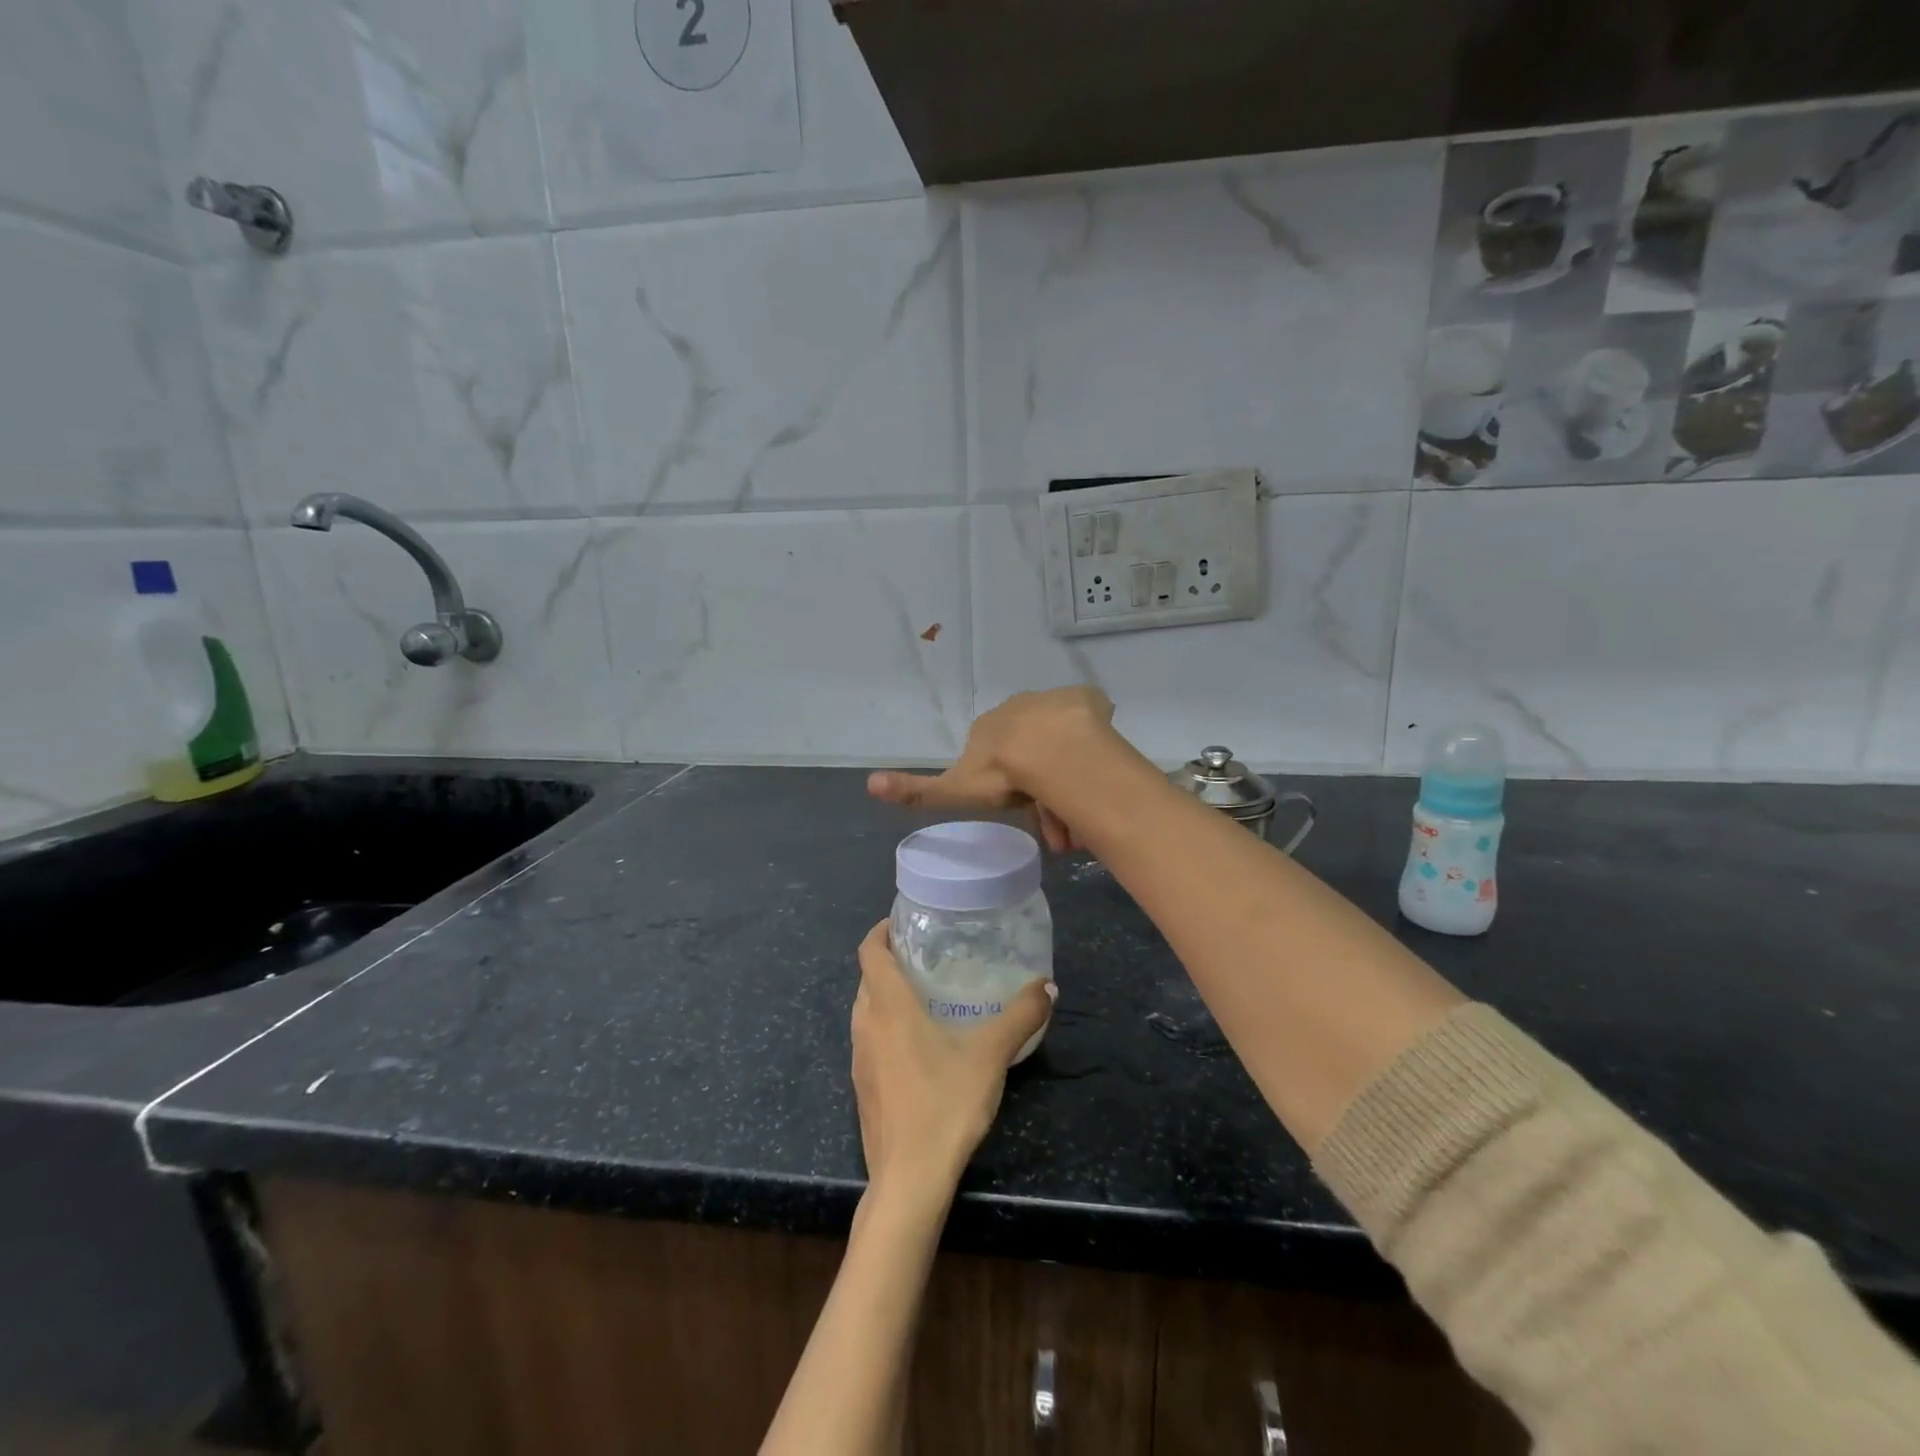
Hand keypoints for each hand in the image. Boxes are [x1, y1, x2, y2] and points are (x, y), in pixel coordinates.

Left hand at [850, 920, 1053, 1197]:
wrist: (908, 1180)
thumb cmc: (945, 1104)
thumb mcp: (990, 1055)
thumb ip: (1020, 1016)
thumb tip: (1047, 985)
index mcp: (888, 1006)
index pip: (869, 951)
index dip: (881, 930)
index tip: (903, 921)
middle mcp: (865, 1025)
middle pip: (867, 978)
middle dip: (889, 961)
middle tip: (926, 955)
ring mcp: (859, 1058)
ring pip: (866, 1010)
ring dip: (886, 995)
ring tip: (924, 994)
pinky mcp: (862, 1087)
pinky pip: (869, 1039)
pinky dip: (886, 1026)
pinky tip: (919, 1044)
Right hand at [867, 686, 1114, 851]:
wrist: (1051, 750)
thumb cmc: (1002, 773)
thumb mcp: (955, 790)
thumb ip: (916, 791)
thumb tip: (869, 783)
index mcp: (989, 728)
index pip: (998, 761)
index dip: (1012, 791)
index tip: (1030, 821)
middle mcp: (1018, 709)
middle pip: (1033, 754)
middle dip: (1045, 790)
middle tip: (1061, 830)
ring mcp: (1053, 702)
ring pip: (1064, 744)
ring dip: (1072, 775)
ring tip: (1085, 815)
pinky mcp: (1085, 700)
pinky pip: (1090, 721)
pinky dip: (1094, 743)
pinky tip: (1099, 770)